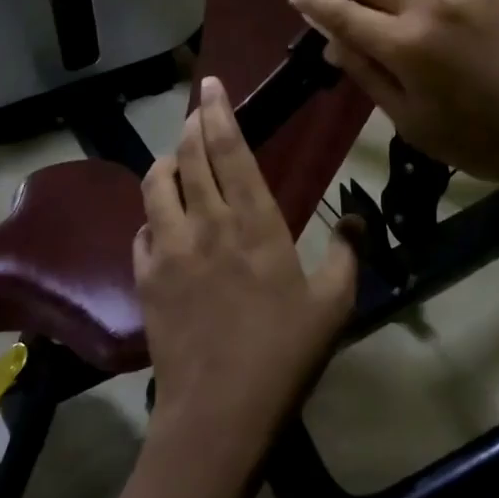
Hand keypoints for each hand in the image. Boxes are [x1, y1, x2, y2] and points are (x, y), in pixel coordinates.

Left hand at [135, 77, 358, 455]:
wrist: (220, 411)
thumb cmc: (285, 354)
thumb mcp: (334, 304)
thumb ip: (347, 253)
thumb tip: (356, 219)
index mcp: (255, 223)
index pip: (231, 151)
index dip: (219, 113)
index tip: (211, 86)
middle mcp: (206, 225)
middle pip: (191, 157)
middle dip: (192, 125)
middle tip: (196, 109)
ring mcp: (169, 251)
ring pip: (156, 186)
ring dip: (166, 162)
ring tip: (176, 157)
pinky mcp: (145, 279)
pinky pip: (142, 231)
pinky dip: (152, 215)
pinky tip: (162, 222)